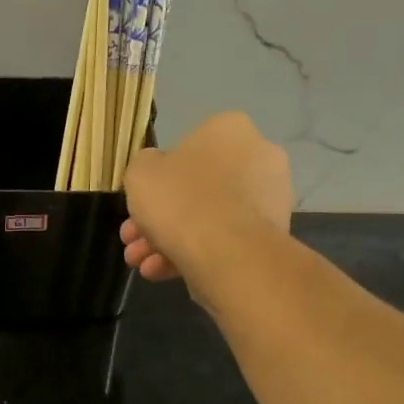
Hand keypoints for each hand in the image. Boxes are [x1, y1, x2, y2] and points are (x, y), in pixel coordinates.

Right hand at [121, 112, 292, 304]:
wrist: (227, 252)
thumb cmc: (180, 200)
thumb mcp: (140, 173)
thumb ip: (144, 166)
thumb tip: (156, 171)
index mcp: (229, 129)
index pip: (186, 148)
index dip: (156, 179)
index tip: (139, 203)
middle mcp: (258, 156)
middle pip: (195, 189)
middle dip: (158, 218)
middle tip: (132, 241)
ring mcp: (269, 198)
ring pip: (207, 218)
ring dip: (168, 241)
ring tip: (142, 265)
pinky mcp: (271, 234)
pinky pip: (223, 239)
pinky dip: (193, 254)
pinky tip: (161, 273)